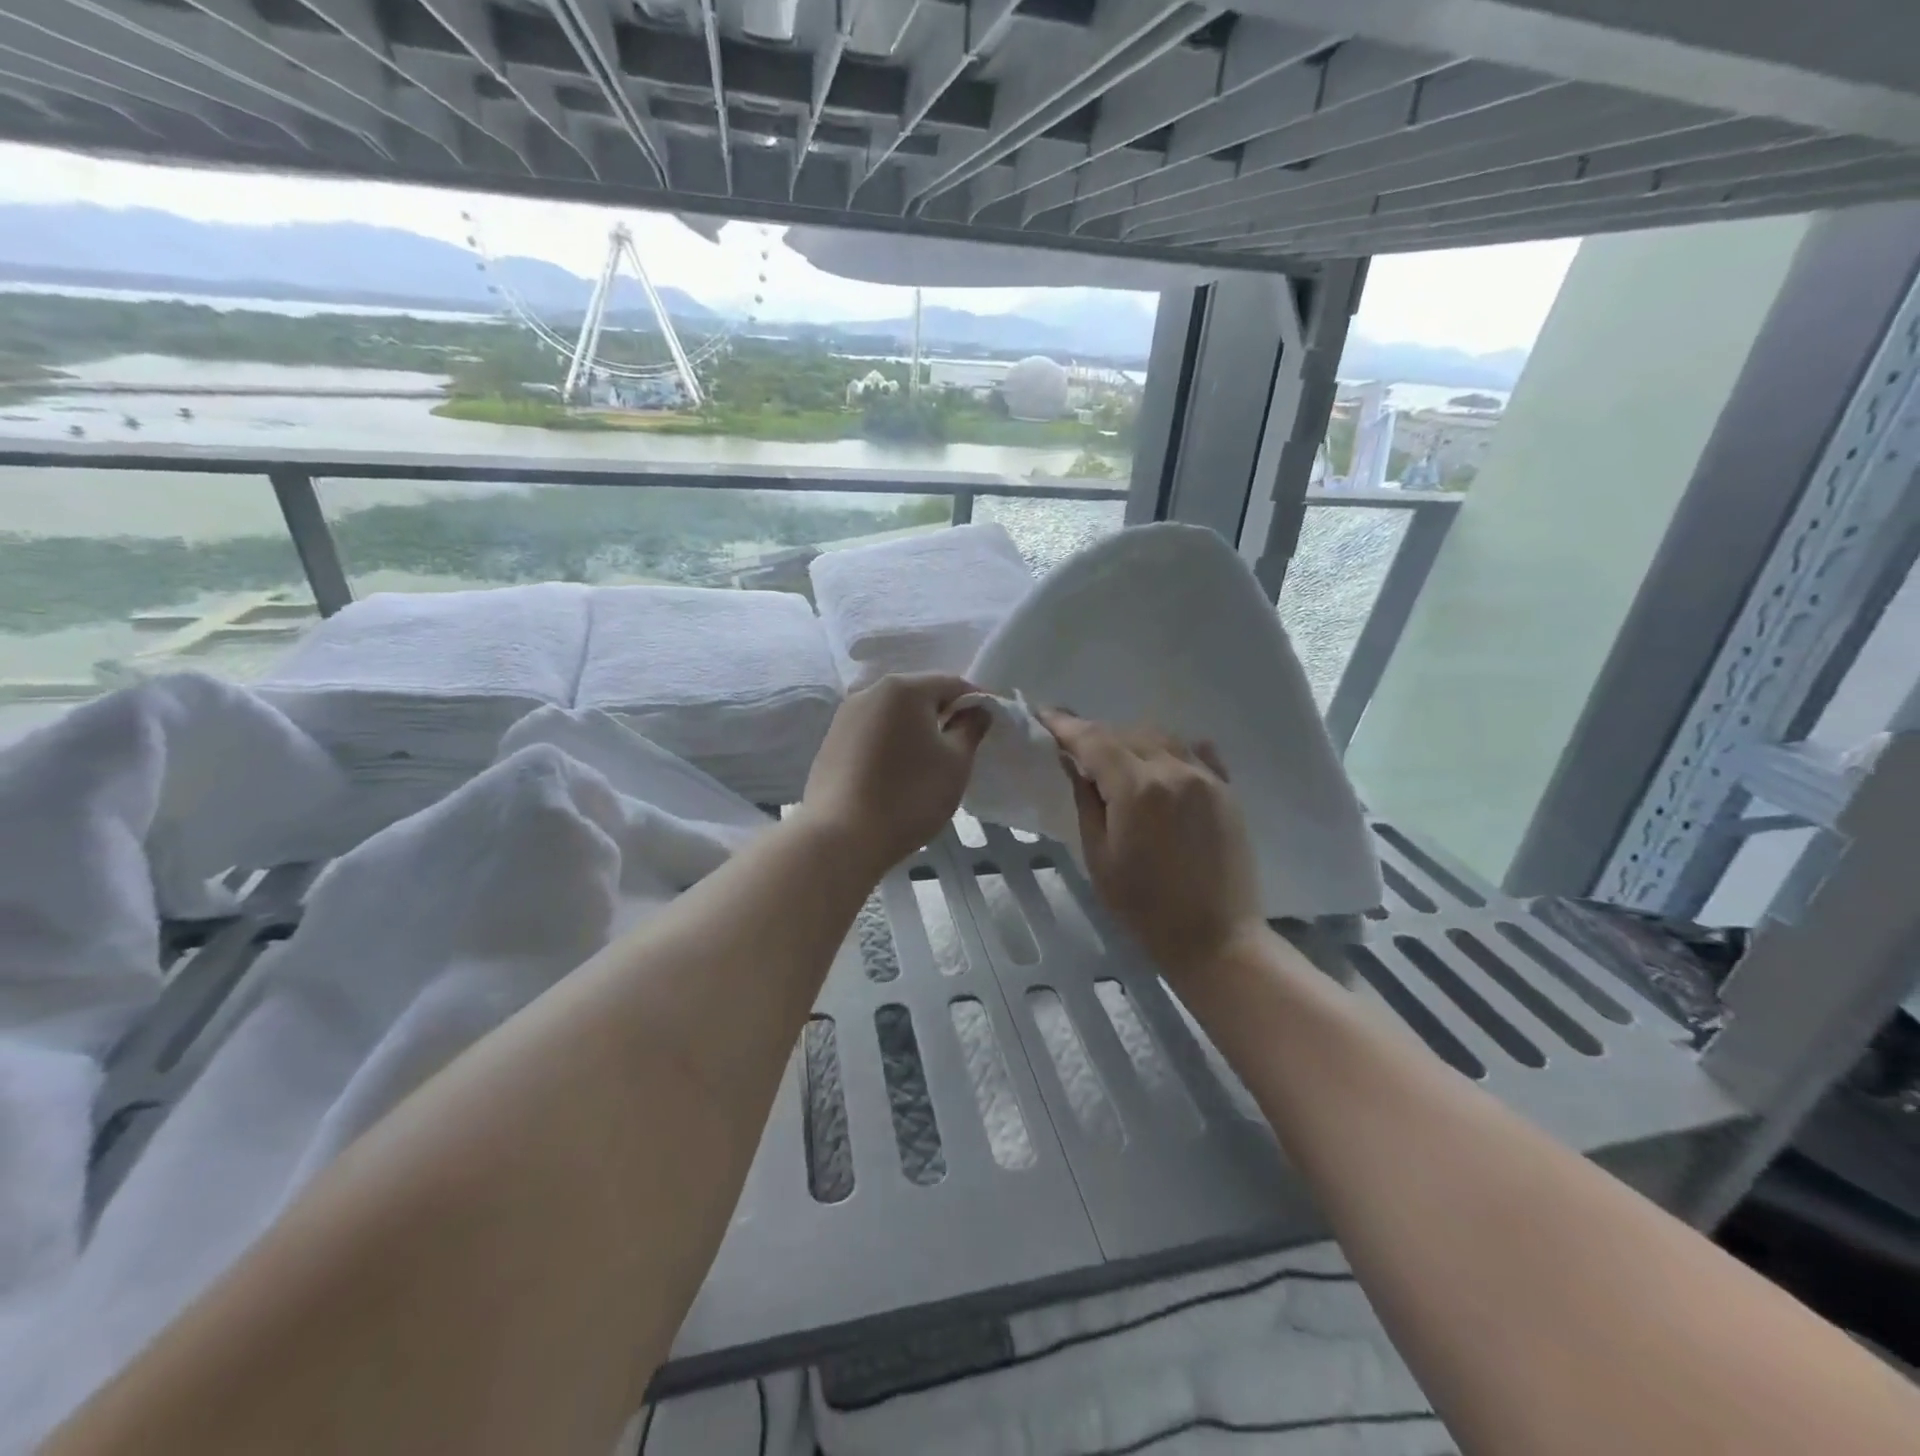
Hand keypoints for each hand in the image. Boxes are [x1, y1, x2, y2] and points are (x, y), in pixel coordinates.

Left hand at [801, 674, 987, 876]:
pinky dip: (890, 744)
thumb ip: (970, 729)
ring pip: (892, 715)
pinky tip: (896, 774)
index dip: (975, 702)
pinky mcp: (831, 742)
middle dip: (943, 715)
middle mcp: (870, 691)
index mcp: (904, 689)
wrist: (841, 837)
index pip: (952, 683)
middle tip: (960, 747)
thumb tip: (976, 710)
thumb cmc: (909, 796)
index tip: (987, 726)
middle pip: (918, 695)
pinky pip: (871, 733)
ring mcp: (845, 716)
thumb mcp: (955, 763)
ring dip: (914, 730)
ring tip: (927, 763)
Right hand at [1041, 710, 1266, 982]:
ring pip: (1160, 736)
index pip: (1093, 740)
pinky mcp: (1226, 790)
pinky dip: (1169, 749)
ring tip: (1113, 757)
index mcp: (1137, 788)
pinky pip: (1194, 752)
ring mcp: (1205, 777)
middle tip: (1072, 745)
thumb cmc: (1144, 905)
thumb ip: (1086, 800)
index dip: (1065, 725)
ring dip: (1131, 739)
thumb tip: (1072, 761)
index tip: (1043, 713)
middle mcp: (1173, 770)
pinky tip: (1159, 763)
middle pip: (1126, 733)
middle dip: (1095, 735)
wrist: (1215, 937)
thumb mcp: (1099, 855)